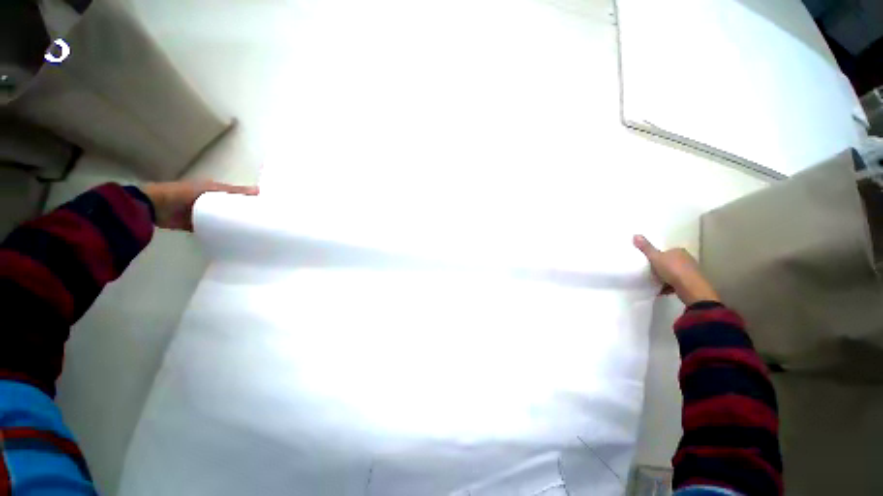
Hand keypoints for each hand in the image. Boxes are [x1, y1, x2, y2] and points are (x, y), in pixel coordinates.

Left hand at [142, 180, 258, 230]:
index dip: (250, 201)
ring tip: (252, 233)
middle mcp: (211, 203)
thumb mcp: (211, 190)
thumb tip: (259, 191)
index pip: (237, 197)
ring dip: (233, 225)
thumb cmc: (184, 193)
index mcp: (215, 192)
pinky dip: (221, 233)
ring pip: (224, 220)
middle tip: (262, 224)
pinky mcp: (197, 226)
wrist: (154, 207)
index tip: (266, 210)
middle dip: (244, 214)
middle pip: (232, 209)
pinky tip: (234, 239)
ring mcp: (204, 215)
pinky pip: (213, 230)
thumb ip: (233, 191)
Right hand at [633, 235, 719, 305]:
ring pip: (675, 273)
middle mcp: (687, 259)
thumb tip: (635, 235)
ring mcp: (691, 271)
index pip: (667, 251)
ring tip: (655, 282)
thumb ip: (646, 248)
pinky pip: (677, 283)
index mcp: (679, 251)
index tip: (650, 262)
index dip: (658, 256)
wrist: (690, 288)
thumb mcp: (655, 257)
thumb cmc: (673, 269)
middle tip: (651, 272)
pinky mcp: (692, 283)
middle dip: (663, 267)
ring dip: (667, 278)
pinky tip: (662, 291)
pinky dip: (670, 286)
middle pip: (671, 262)